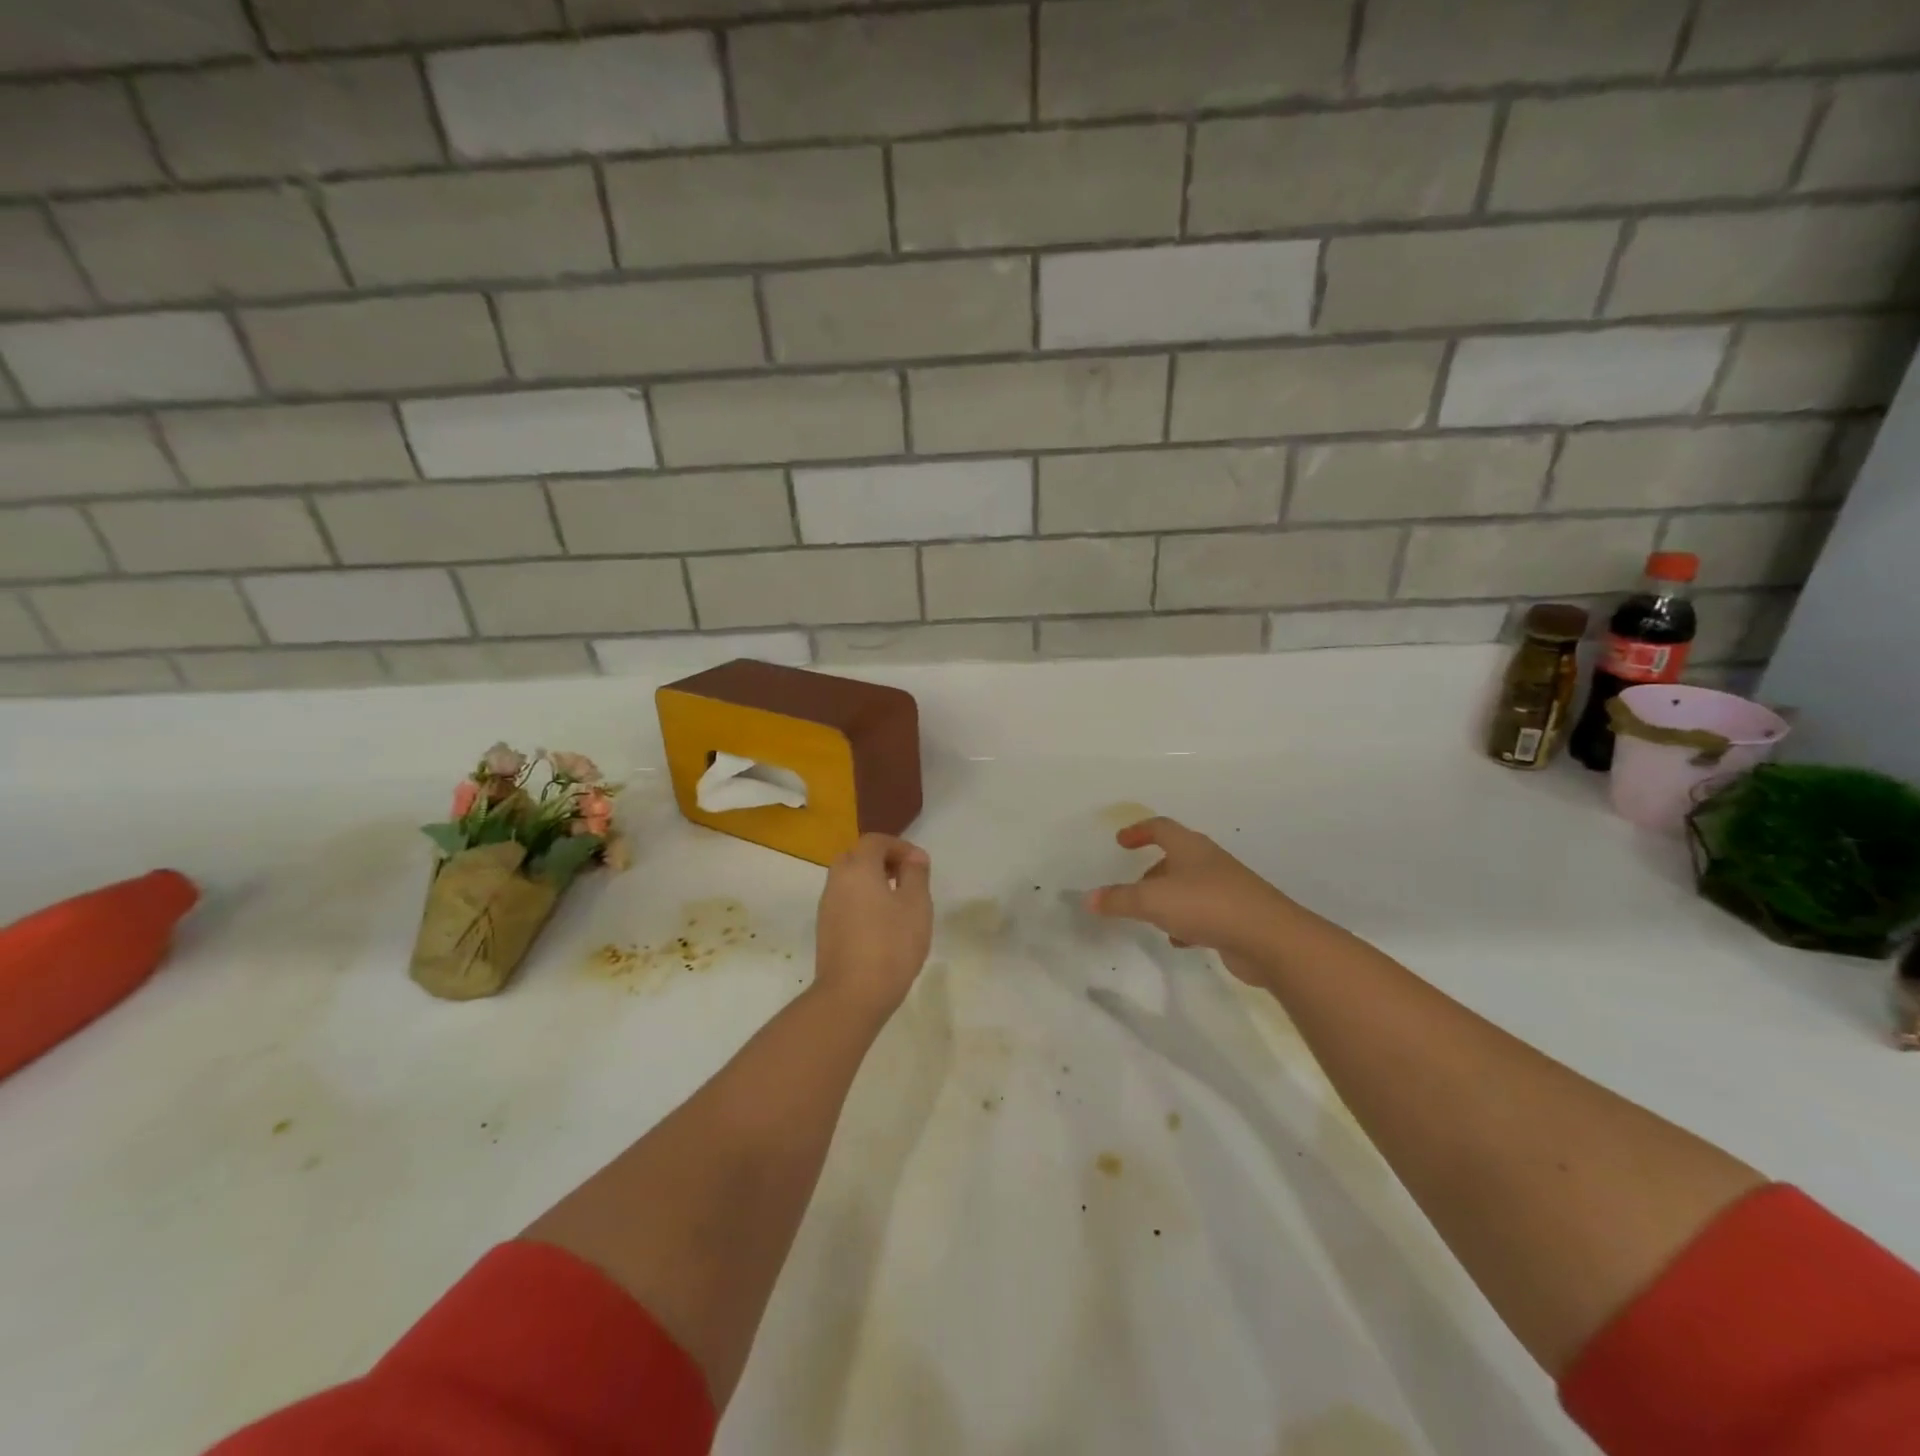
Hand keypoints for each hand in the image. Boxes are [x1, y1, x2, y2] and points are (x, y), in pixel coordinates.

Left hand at [813, 834, 933, 1017]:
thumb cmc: (891, 944)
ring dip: (871, 882)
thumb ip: (916, 874)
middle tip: (905, 878)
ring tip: (897, 903)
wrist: (852, 995)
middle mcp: (837, 881)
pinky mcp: (825, 930)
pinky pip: (844, 901)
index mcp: (858, 869)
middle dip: (881, 861)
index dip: (899, 846)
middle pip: (856, 857)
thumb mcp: (916, 905)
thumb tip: (914, 857)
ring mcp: (827, 907)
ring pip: (848, 880)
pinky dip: (862, 901)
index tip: (919, 864)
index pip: (875, 841)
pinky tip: (881, 925)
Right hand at [1085, 817, 1299, 983]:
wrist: (1270, 939)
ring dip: (1168, 897)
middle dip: (1152, 870)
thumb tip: (1089, 898)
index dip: (1138, 831)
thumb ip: (1119, 899)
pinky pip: (1204, 912)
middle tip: (1131, 885)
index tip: (1120, 842)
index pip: (1160, 827)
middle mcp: (1209, 862)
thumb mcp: (1153, 901)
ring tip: (1150, 916)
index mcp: (1190, 847)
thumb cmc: (1207, 905)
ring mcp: (1226, 889)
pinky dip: (1186, 922)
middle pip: (1175, 857)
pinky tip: (1179, 941)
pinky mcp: (1237, 916)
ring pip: (1189, 886)